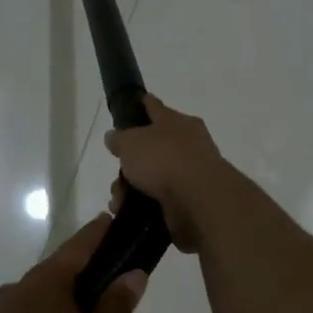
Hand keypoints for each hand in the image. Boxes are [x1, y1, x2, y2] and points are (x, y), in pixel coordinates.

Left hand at [0, 215, 147, 312]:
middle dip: (82, 271)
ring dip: (60, 299)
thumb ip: (114, 308)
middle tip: (109, 282)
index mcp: (47, 283)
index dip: (99, 233)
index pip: (78, 246)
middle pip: (56, 270)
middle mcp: (19, 289)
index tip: (113, 221)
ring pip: (37, 295)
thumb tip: (133, 273)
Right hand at [105, 95, 233, 252]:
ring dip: (131, 189)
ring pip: (152, 178)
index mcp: (177, 123)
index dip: (143, 104)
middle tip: (117, 173)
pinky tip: (127, 212)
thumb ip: (119, 138)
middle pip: (151, 149)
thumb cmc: (164, 159)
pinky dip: (142, 206)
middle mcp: (187, 145)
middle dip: (129, 163)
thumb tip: (114, 137)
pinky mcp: (189, 202)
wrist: (198, 200)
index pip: (156, 107)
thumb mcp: (130, 142)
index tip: (137, 100)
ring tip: (118, 200)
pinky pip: (158, 200)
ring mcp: (190, 175)